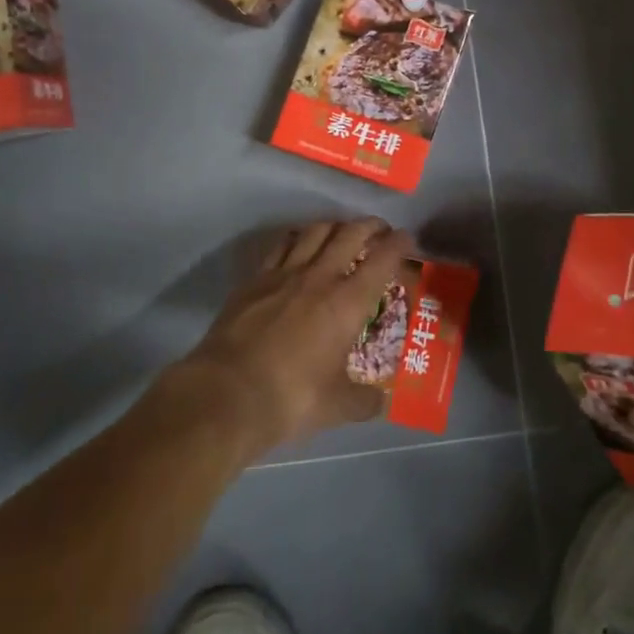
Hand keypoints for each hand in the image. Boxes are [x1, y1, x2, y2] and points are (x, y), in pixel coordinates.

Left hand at [174, 217, 412, 459]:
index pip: (382, 259)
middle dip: (370, 226)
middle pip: (350, 233)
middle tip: (380, 230)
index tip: (407, 240)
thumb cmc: (291, 398)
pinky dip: (297, 238)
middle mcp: (320, 276)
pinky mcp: (255, 279)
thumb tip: (381, 402)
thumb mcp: (337, 407)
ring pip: (315, 231)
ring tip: (341, 232)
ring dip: (334, 226)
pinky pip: (281, 245)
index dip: (399, 244)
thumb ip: (364, 401)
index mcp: (348, 302)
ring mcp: (284, 273)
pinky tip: (298, 245)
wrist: (226, 394)